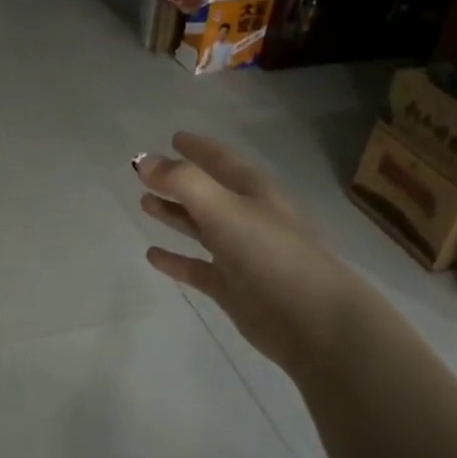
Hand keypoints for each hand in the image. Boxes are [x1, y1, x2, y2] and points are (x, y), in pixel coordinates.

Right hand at [134, 133, 360, 378]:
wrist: (312, 320)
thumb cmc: (271, 254)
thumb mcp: (225, 209)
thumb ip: (183, 182)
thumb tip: (144, 161)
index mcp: (253, 192)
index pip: (221, 160)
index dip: (198, 148)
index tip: (173, 137)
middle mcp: (246, 218)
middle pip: (206, 193)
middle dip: (178, 181)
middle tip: (144, 174)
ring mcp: (239, 255)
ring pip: (200, 228)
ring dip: (174, 215)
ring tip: (144, 204)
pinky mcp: (231, 288)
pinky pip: (196, 268)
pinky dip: (175, 260)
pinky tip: (152, 255)